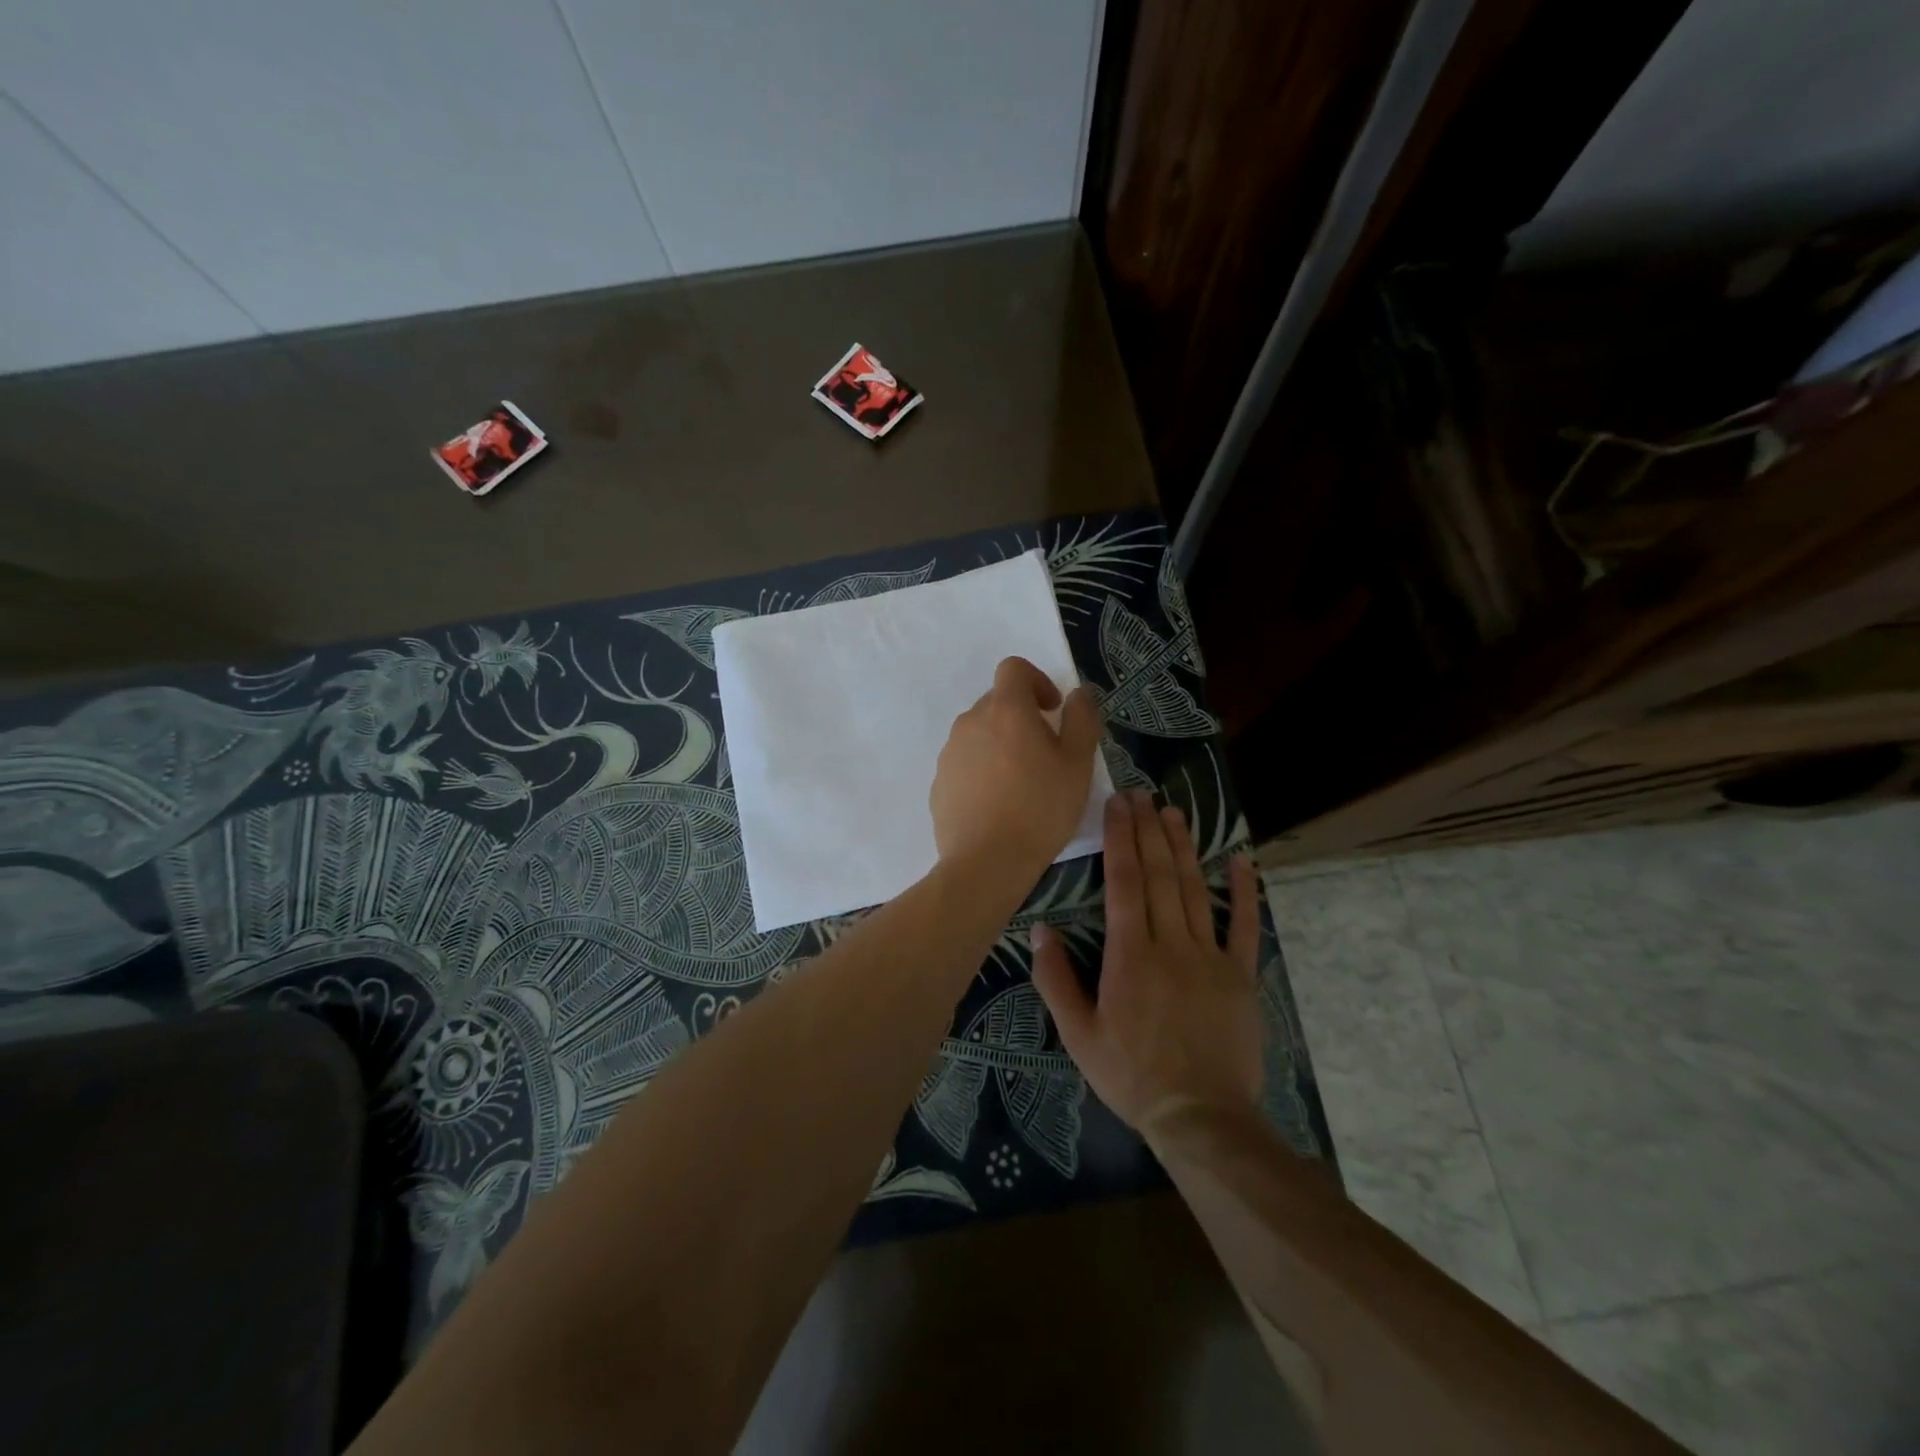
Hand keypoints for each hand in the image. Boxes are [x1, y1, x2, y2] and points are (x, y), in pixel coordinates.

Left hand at [930, 656, 1101, 878]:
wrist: (986, 862)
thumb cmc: (1040, 809)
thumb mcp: (1077, 764)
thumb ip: (1081, 719)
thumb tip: (1078, 693)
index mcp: (1005, 710)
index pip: (1013, 668)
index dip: (1037, 680)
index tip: (1053, 710)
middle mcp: (970, 722)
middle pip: (997, 702)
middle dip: (1022, 716)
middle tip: (1046, 752)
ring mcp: (949, 753)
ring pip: (980, 733)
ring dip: (1001, 743)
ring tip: (1022, 782)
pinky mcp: (939, 782)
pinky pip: (965, 762)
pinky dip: (982, 770)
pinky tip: (998, 804)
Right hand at [1032, 790, 1264, 1137]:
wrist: (1201, 1117)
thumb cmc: (1131, 1075)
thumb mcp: (1078, 1035)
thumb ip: (1056, 980)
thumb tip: (1041, 929)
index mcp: (1130, 955)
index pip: (1125, 882)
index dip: (1120, 839)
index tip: (1117, 805)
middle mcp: (1171, 944)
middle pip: (1159, 875)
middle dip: (1148, 830)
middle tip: (1141, 794)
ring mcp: (1211, 957)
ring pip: (1195, 890)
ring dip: (1184, 847)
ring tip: (1174, 812)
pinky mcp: (1241, 975)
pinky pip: (1245, 926)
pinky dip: (1245, 891)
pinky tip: (1241, 860)